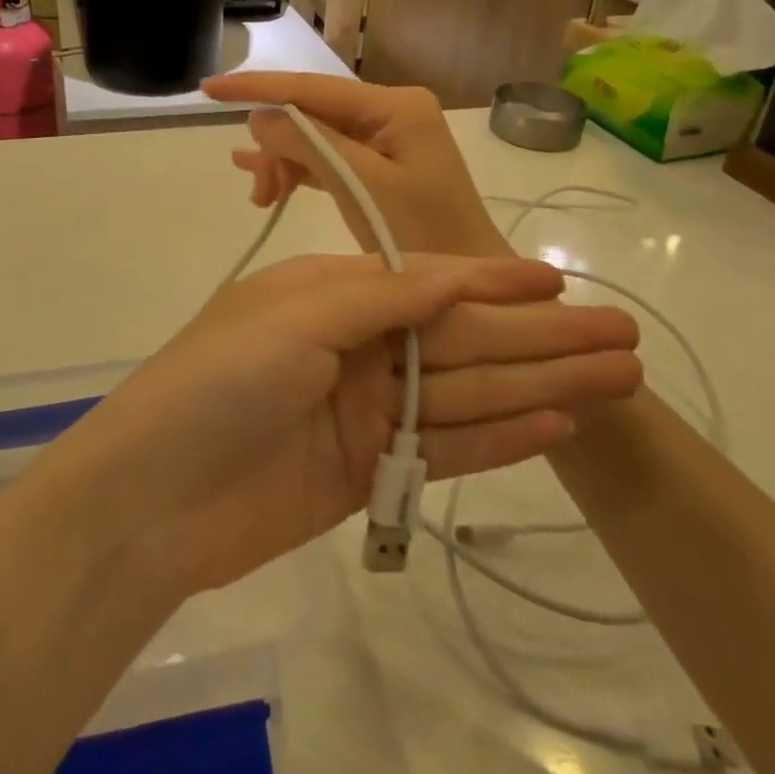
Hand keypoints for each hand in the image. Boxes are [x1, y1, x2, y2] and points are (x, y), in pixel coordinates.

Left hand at [36, 251, 640, 596]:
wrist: (152, 498)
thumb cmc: (218, 383)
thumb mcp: (296, 319)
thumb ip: (380, 299)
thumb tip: (455, 275)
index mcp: (329, 295)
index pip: (427, 281)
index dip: (493, 281)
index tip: (558, 280)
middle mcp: (353, 346)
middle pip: (461, 339)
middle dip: (538, 337)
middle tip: (622, 338)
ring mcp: (364, 412)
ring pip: (466, 393)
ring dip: (537, 385)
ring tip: (614, 381)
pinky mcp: (369, 471)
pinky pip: (445, 449)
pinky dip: (499, 438)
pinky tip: (556, 426)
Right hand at [204, 73, 507, 256]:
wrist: (466, 285)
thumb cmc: (423, 236)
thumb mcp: (362, 188)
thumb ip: (310, 145)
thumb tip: (259, 117)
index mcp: (395, 106)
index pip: (312, 87)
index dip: (257, 87)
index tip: (208, 88)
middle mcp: (390, 112)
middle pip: (311, 114)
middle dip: (276, 144)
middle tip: (258, 191)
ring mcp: (385, 139)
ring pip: (314, 138)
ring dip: (283, 162)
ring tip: (261, 197)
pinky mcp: (379, 165)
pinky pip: (327, 158)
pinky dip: (297, 169)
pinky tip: (262, 179)